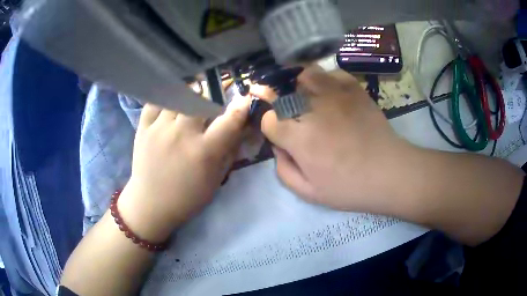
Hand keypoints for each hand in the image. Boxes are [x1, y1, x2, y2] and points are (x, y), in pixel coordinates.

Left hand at [118, 96, 250, 241]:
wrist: (150, 205)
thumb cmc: (187, 197)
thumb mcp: (215, 180)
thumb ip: (229, 152)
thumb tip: (241, 129)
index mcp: (204, 151)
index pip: (230, 120)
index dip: (241, 107)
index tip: (244, 100)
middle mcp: (182, 134)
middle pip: (202, 99)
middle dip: (210, 99)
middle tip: (209, 106)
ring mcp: (160, 128)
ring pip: (178, 96)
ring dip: (188, 97)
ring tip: (188, 104)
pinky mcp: (143, 128)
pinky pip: (155, 102)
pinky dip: (164, 101)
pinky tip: (168, 108)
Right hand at [253, 67, 414, 213]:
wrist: (389, 172)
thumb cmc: (350, 187)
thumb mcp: (309, 193)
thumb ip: (284, 170)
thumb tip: (277, 147)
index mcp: (300, 138)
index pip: (269, 120)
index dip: (271, 126)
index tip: (280, 132)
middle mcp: (313, 109)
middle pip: (283, 92)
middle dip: (277, 99)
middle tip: (285, 108)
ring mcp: (335, 95)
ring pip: (305, 75)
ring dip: (299, 83)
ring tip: (304, 94)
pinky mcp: (354, 89)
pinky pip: (332, 73)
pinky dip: (325, 79)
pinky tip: (328, 91)